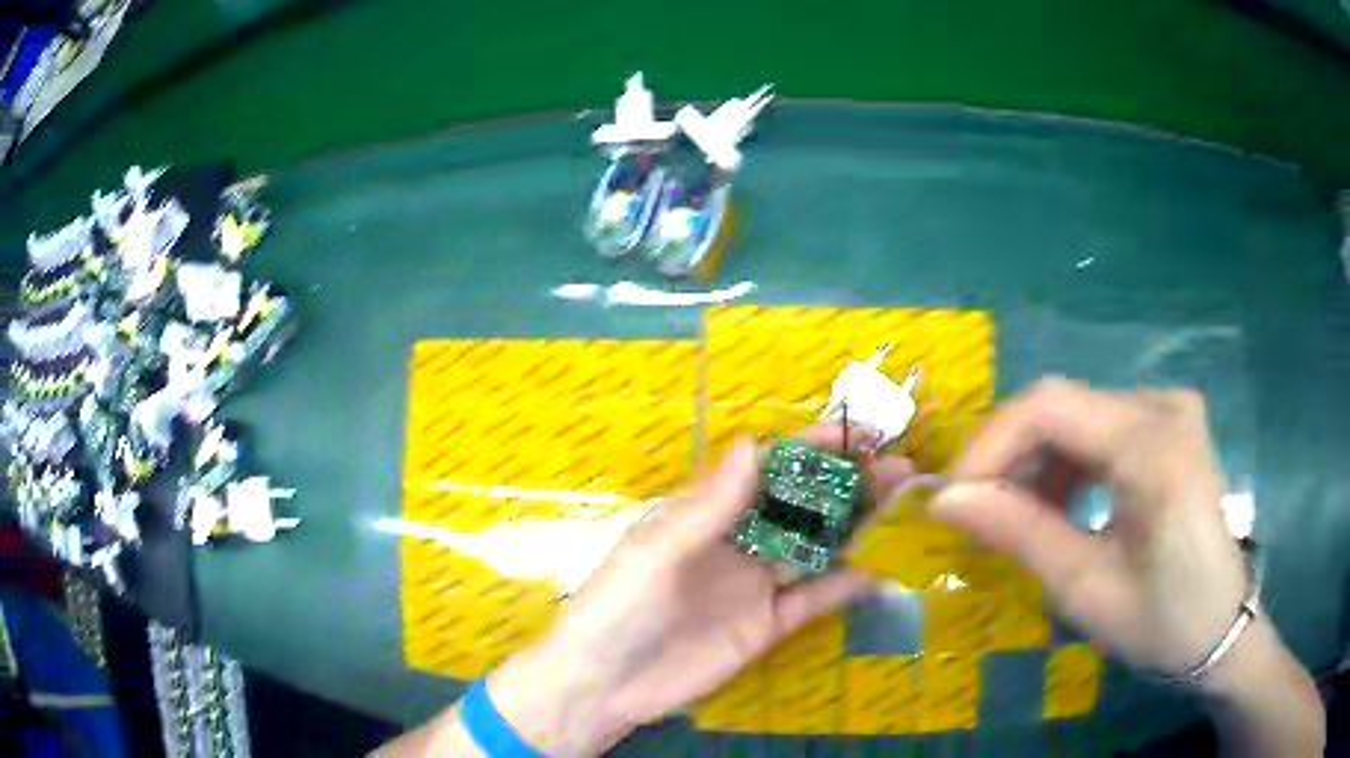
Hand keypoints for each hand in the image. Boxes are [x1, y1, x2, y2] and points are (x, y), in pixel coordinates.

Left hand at [488, 428, 913, 755]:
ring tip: (900, 503)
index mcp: (704, 515)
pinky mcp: (767, 626)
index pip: (764, 472)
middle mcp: (736, 544)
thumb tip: (752, 443)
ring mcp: (755, 586)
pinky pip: (812, 600)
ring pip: (814, 547)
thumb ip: (708, 506)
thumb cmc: (619, 607)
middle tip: (897, 466)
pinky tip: (879, 571)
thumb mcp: (657, 552)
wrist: (605, 685)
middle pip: (799, 506)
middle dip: (845, 484)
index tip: (852, 436)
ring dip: (855, 526)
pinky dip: (845, 586)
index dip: (808, 451)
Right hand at [930, 379, 1248, 678]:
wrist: (1219, 628)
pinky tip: (1057, 506)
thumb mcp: (1086, 590)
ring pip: (1076, 415)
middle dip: (1008, 457)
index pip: (1050, 406)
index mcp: (1155, 446)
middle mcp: (1163, 407)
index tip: (951, 498)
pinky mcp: (1168, 425)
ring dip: (1035, 463)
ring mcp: (1169, 411)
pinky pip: (1099, 428)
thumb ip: (1020, 535)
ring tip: (1014, 519)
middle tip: (974, 514)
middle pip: (1062, 405)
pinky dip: (1066, 465)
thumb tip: (946, 499)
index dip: (989, 444)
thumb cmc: (1161, 623)